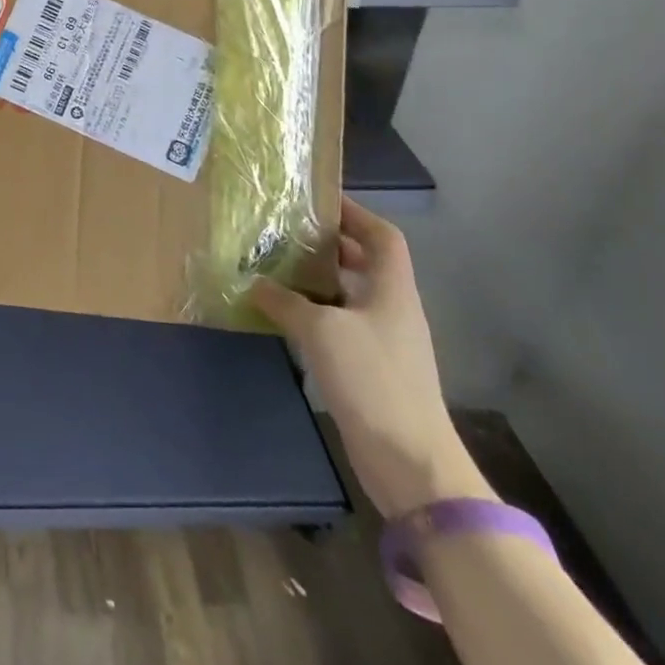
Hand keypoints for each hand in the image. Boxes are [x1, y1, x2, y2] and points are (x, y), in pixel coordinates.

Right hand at [252, 198, 492, 518]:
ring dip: (318, 281)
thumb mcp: (321, 330)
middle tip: (287, 233)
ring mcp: (384, 342)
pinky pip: (341, 326)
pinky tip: (284, 317)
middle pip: (365, 263)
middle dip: (329, 245)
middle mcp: (392, 310)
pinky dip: (315, 315)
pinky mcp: (371, 370)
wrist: (410, 463)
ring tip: (276, 268)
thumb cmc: (373, 380)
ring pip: (350, 296)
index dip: (356, 213)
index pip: (383, 236)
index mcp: (392, 290)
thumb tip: (254, 282)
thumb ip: (285, 301)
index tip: (319, 201)